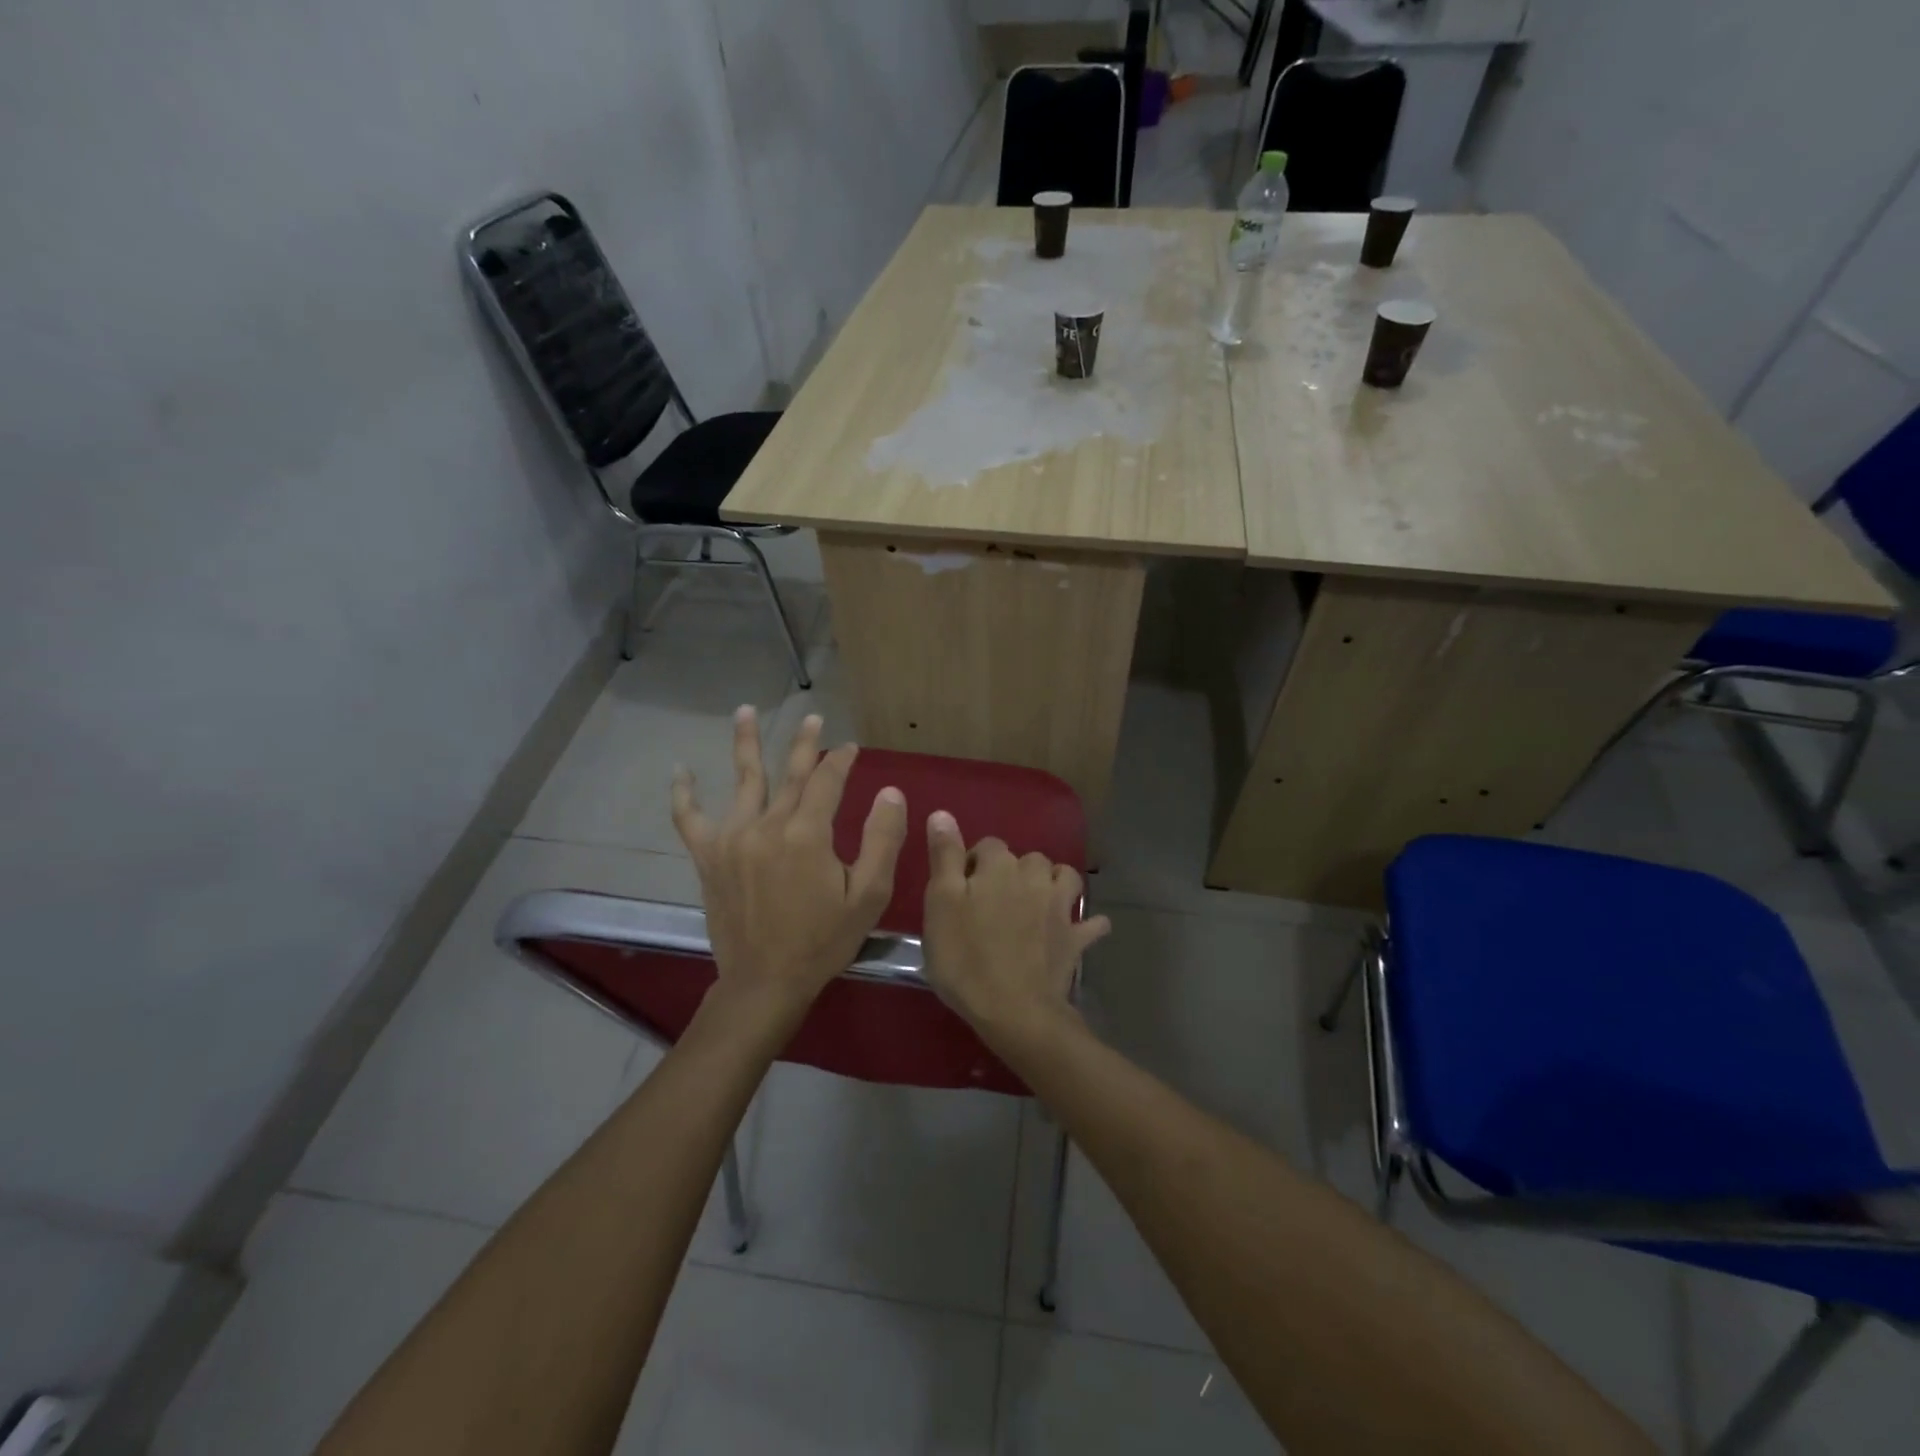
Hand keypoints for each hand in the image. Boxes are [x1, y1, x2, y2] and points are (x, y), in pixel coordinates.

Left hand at [672, 708, 906, 1019]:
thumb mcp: (868, 894)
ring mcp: (732, 838)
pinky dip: (684, 794)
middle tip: (813, 718)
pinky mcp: (708, 857)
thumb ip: (882, 839)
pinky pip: (691, 818)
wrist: (766, 982)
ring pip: (743, 781)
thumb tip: (890, 792)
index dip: (841, 760)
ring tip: (746, 711)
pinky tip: (681, 771)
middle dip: (804, 744)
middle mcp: (767, 825)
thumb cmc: (824, 940)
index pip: (827, 780)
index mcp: (807, 833)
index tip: (851, 748)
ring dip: (746, 743)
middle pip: (790, 773)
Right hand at [921, 810, 1110, 1040]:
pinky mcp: (1075, 939)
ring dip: (1053, 883)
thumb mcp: (940, 904)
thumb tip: (943, 814)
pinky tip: (1079, 928)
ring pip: (1064, 877)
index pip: (987, 846)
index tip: (961, 890)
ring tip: (1036, 901)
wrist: (1014, 1010)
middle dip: (1013, 872)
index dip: (973, 863)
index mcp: (999, 867)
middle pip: (1027, 859)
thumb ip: (945, 856)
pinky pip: (1091, 924)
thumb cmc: (965, 957)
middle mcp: (1035, 878)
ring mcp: (1060, 908)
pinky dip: (1086, 923)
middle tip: (994, 902)